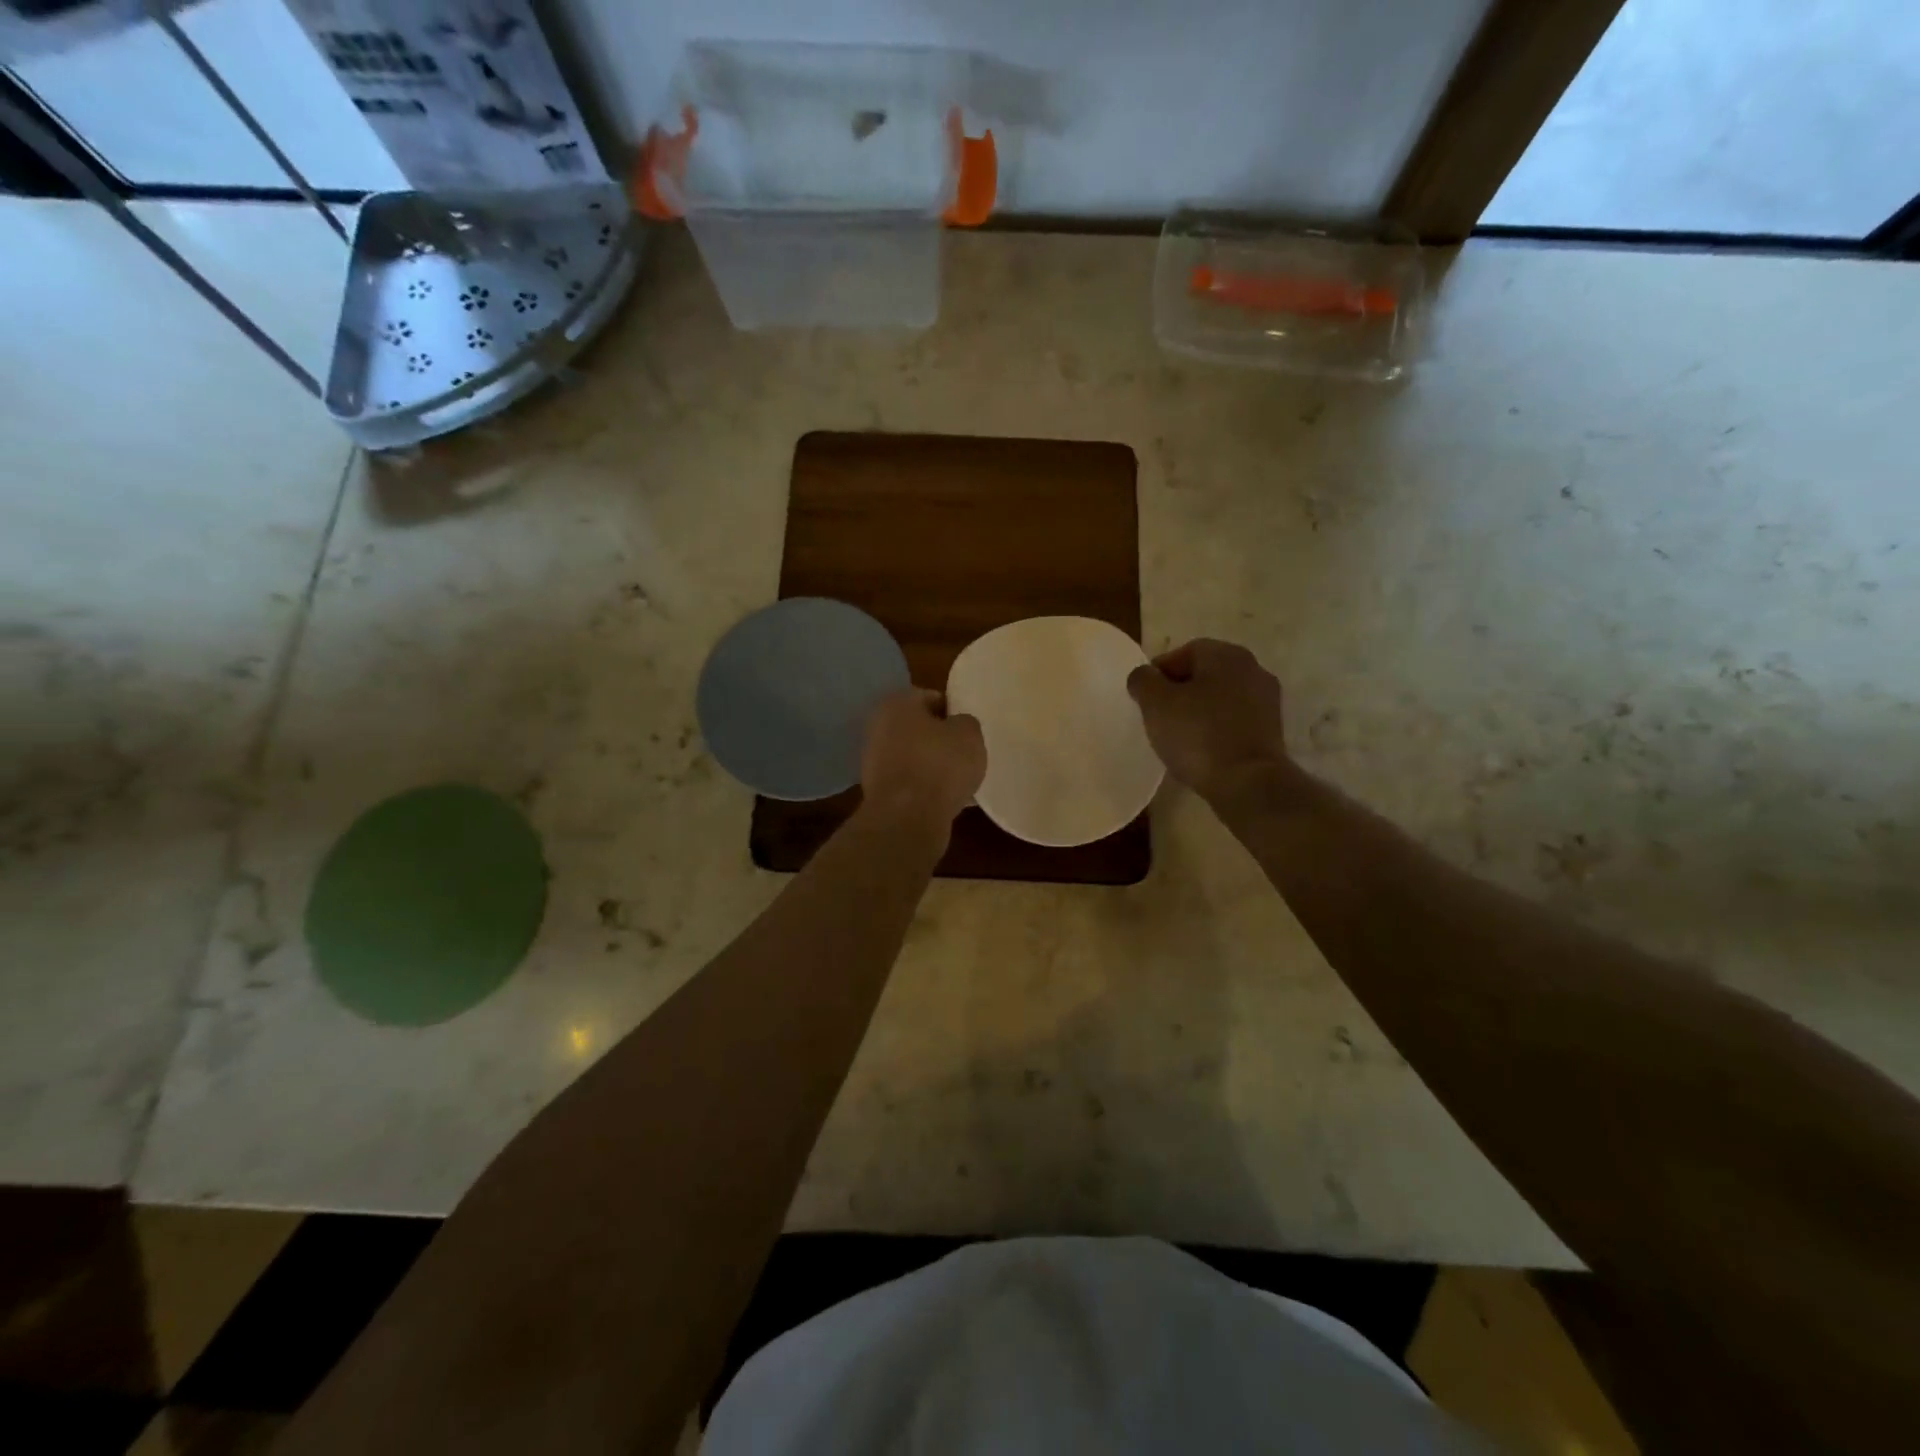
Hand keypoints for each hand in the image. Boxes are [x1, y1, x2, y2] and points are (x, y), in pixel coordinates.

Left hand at [860, 688, 986, 831]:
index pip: (930, 697)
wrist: (907, 818)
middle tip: (964, 753)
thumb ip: (965, 723)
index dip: (953, 711)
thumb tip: (957, 726)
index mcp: (896, 703)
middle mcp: (877, 726)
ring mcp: (872, 760)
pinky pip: (908, 781)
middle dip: (939, 739)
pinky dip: (923, 787)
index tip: (968, 730)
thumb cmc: (940, 765)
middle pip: (918, 728)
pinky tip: (943, 799)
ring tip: (957, 780)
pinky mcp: (876, 790)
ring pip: (912, 756)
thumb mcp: (969, 734)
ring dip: (931, 765)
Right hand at [1127, 639, 1291, 804]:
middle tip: (1158, 717)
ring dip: (1199, 711)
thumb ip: (1143, 681)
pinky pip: (1234, 720)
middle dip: (1179, 692)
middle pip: (1204, 674)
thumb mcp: (1156, 704)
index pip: (1184, 652)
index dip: (1159, 673)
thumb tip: (1144, 675)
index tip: (1144, 698)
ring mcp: (1267, 700)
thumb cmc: (1198, 735)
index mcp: (1226, 655)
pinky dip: (1216, 729)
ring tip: (1178, 736)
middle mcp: (1252, 669)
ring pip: (1221, 698)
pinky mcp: (1272, 730)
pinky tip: (1202, 750)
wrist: (1248, 783)